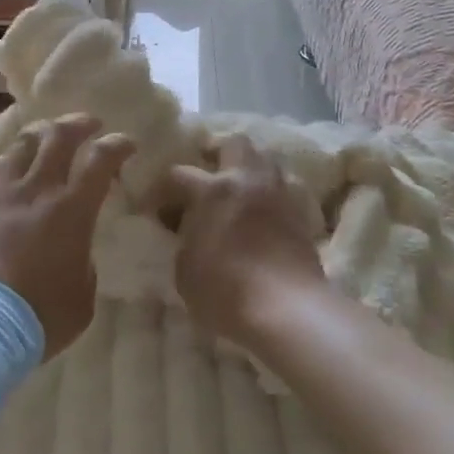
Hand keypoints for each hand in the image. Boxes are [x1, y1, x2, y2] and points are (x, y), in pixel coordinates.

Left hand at [0, 115, 133, 358]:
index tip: (126, 144)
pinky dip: (3, 162)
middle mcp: (35, 190)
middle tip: (88, 125)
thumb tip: (75, 249)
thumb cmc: (40, 316)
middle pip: (57, 136)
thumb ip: (84, 263)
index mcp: (72, 209)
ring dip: (39, 136)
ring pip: (19, 145)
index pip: (100, 159)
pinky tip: (5, 168)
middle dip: (78, 123)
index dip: (117, 145)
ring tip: (45, 138)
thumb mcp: (83, 295)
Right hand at [168, 137, 326, 342]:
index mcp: (213, 190)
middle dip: (217, 154)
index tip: (152, 208)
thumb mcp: (185, 271)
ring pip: (265, 160)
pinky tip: (260, 217)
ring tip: (236, 195)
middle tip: (205, 179)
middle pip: (234, 143)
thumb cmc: (225, 291)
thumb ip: (183, 242)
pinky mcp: (300, 215)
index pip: (178, 174)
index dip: (161, 189)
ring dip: (248, 171)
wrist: (287, 311)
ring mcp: (278, 195)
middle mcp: (248, 181)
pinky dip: (269, 195)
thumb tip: (187, 234)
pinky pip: (282, 189)